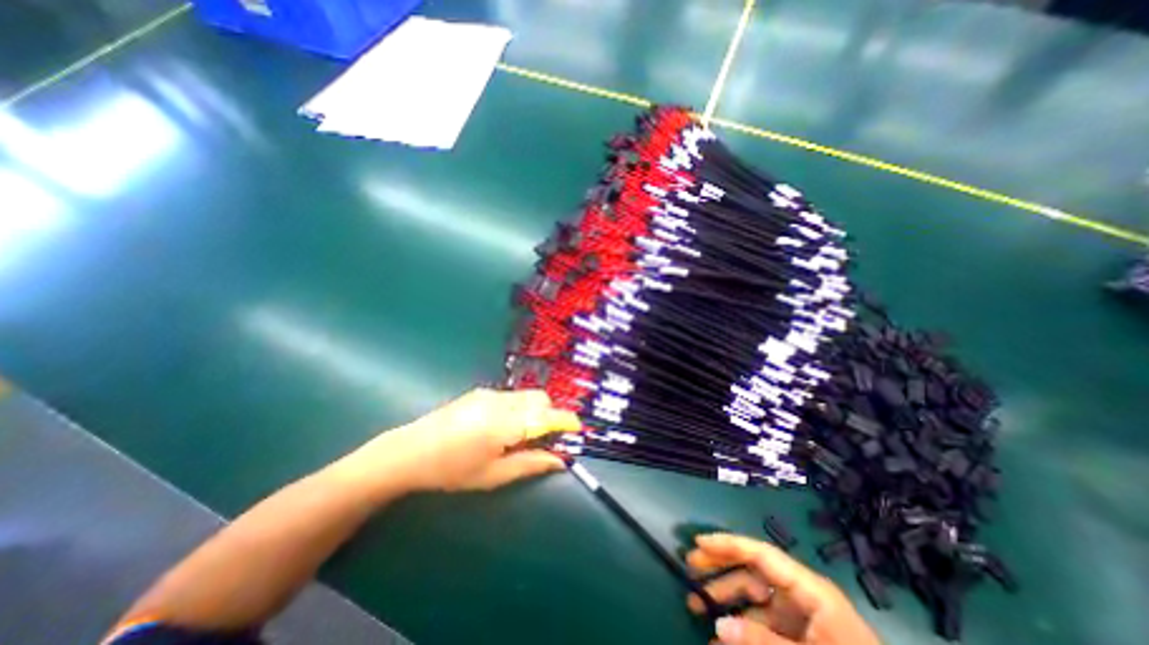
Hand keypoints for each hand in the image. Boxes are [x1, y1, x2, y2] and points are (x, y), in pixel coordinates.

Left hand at [338, 387, 575, 492]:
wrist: (408, 452)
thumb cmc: (452, 470)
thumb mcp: (493, 475)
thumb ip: (530, 464)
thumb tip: (560, 461)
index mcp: (506, 424)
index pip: (547, 416)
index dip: (566, 421)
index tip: (578, 429)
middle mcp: (502, 402)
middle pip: (540, 399)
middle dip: (550, 415)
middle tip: (545, 437)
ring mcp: (490, 394)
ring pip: (526, 396)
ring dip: (534, 410)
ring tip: (522, 434)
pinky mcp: (480, 392)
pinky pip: (511, 396)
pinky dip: (519, 407)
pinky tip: (502, 426)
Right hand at [686, 534, 880, 644]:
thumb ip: (762, 641)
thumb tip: (718, 625)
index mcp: (808, 588)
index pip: (760, 553)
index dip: (727, 544)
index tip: (698, 542)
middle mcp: (801, 595)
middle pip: (752, 569)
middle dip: (720, 569)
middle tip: (690, 569)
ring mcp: (800, 617)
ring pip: (752, 597)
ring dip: (724, 600)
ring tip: (695, 605)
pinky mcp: (799, 637)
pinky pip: (762, 623)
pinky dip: (740, 627)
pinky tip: (720, 637)